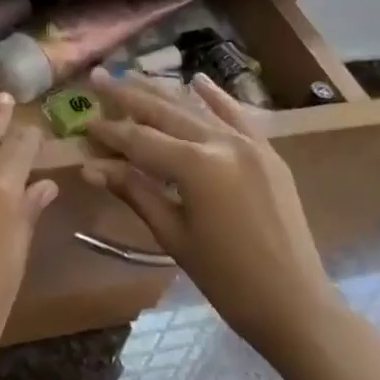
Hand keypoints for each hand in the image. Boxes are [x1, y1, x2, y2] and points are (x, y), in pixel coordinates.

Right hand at [82, 70, 342, 354]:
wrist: (295, 304)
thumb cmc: (226, 279)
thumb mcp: (173, 235)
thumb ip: (135, 192)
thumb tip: (91, 167)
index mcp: (196, 166)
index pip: (140, 140)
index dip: (110, 132)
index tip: (84, 122)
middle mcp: (222, 143)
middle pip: (165, 112)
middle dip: (128, 96)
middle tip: (99, 78)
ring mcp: (250, 144)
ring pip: (197, 109)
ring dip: (163, 92)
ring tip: (133, 76)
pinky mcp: (267, 153)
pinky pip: (237, 116)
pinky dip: (216, 98)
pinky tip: (198, 80)